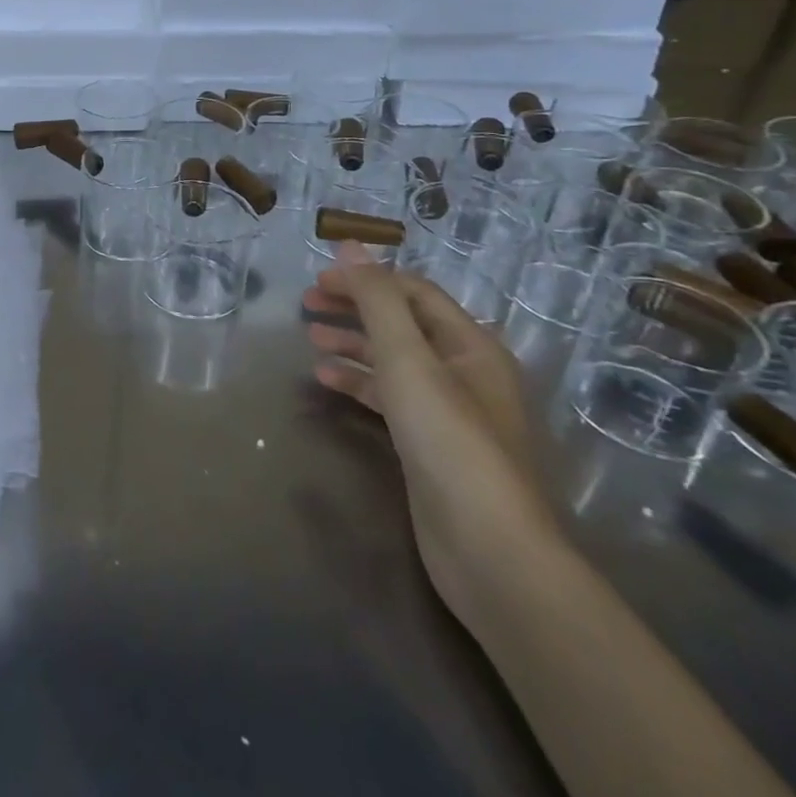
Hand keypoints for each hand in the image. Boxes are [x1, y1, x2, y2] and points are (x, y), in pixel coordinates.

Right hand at [304, 243, 558, 625]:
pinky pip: (390, 397)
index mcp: (471, 345)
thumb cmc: (449, 441)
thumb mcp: (408, 359)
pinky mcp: (431, 444)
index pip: (413, 291)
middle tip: (306, 304)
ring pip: (393, 361)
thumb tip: (350, 246)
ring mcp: (450, 411)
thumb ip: (377, 300)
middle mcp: (465, 372)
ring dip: (353, 344)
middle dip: (355, 308)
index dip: (366, 278)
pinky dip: (358, 382)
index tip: (317, 279)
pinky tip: (326, 380)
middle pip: (402, 323)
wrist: (490, 550)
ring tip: (309, 339)